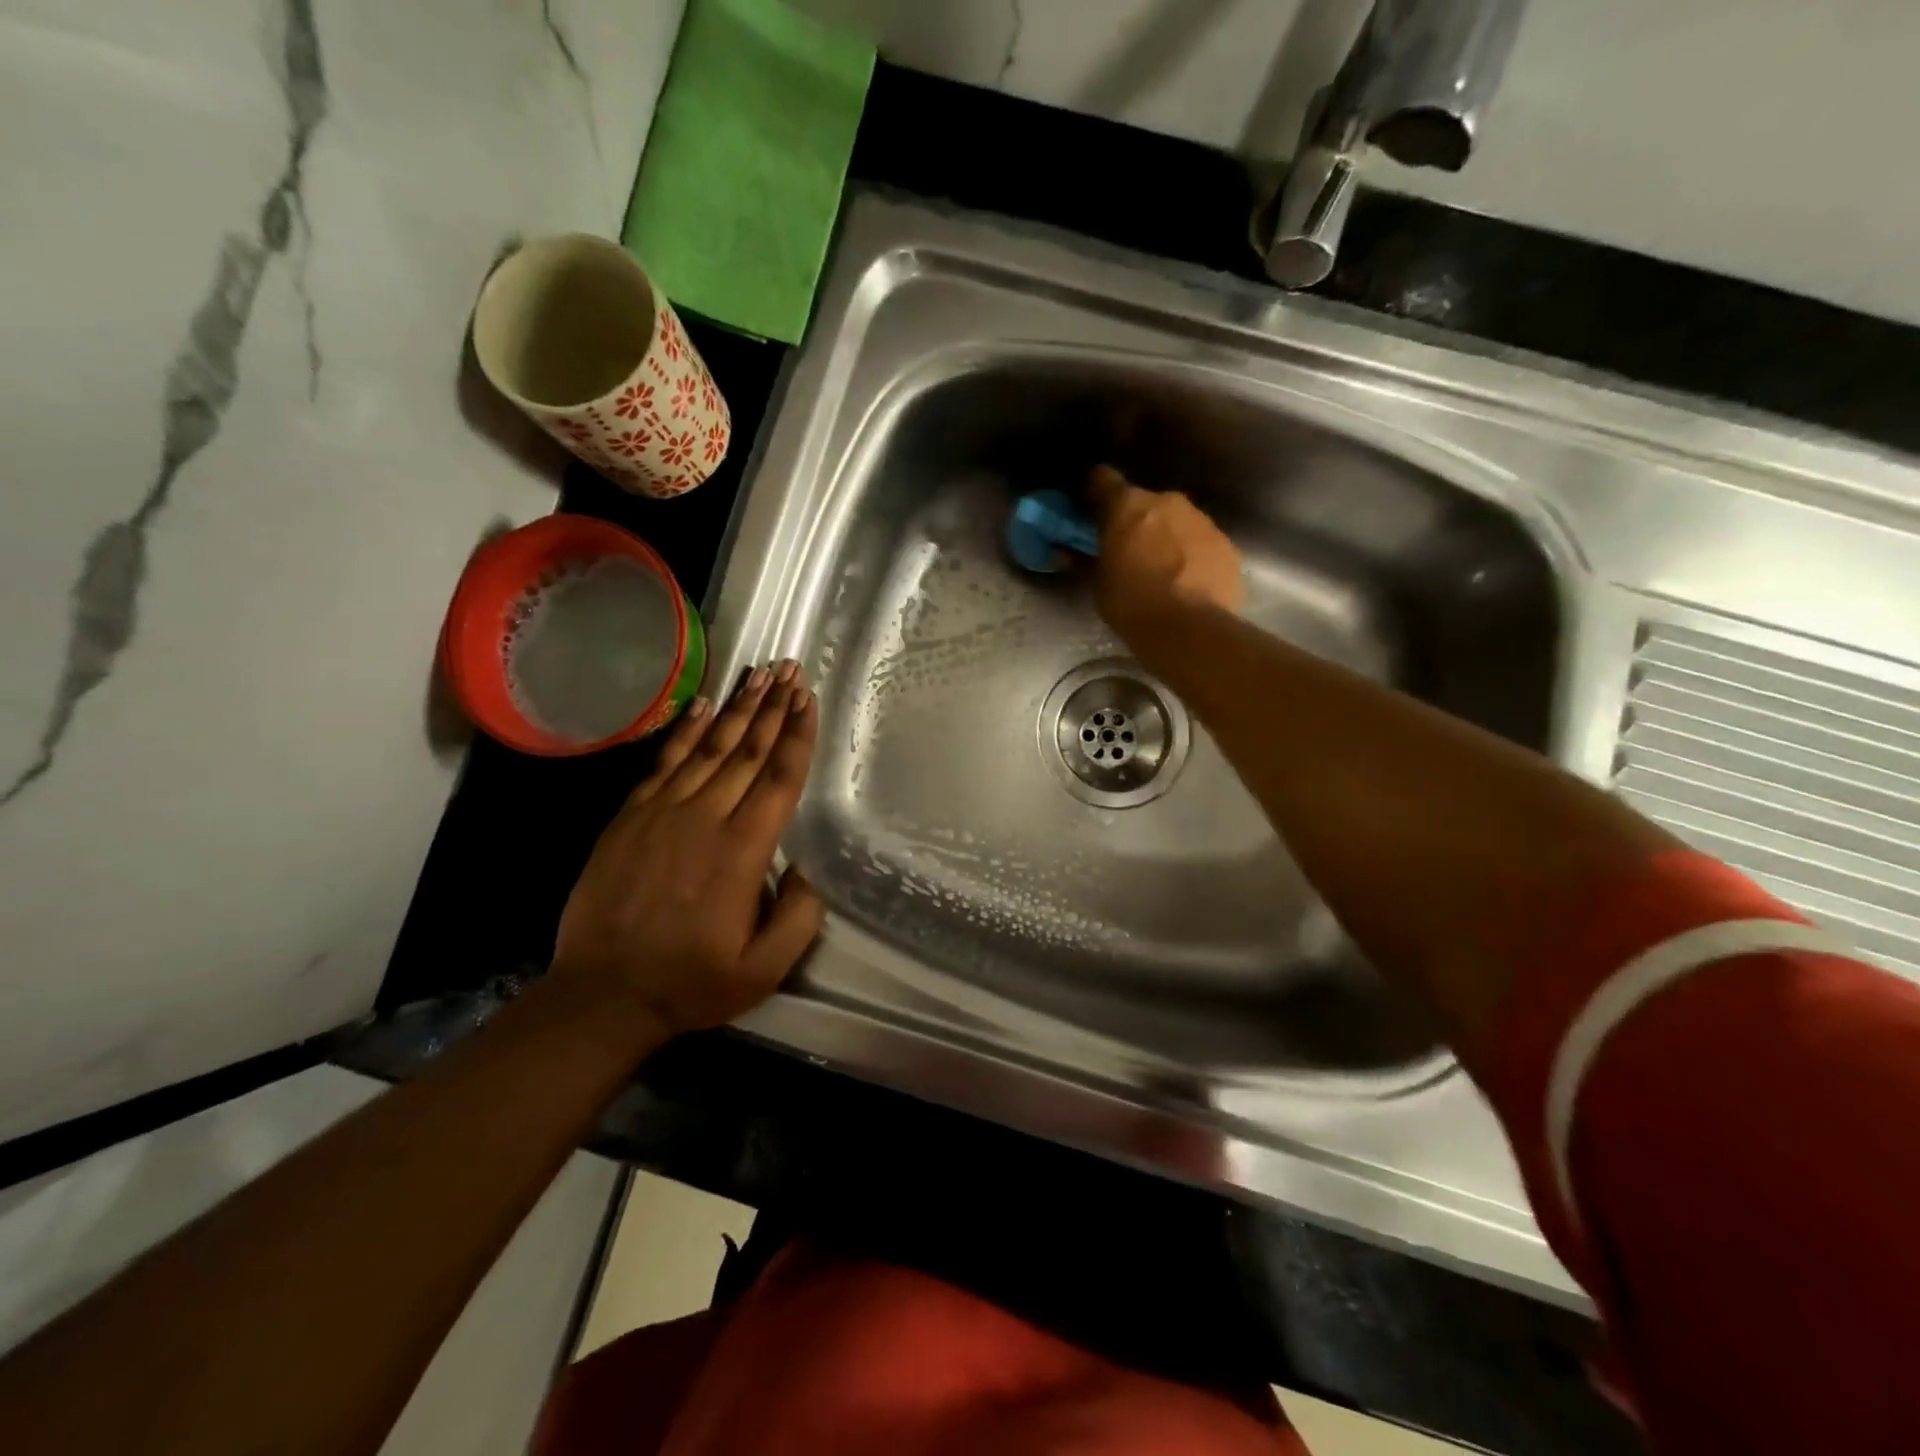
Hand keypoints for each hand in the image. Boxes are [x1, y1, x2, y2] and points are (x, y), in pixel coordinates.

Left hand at [551, 662, 824, 1038]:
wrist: (603, 994)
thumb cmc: (691, 982)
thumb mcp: (763, 969)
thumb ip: (799, 918)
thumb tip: (805, 871)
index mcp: (743, 851)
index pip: (779, 778)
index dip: (797, 734)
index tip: (807, 698)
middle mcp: (705, 818)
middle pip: (748, 751)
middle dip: (773, 706)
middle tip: (790, 669)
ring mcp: (662, 813)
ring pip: (709, 748)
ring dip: (737, 708)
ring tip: (758, 674)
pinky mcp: (630, 818)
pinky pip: (663, 762)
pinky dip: (685, 731)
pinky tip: (702, 705)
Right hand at [1087, 464, 1243, 636]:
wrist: (1189, 630)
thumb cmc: (1132, 604)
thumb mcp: (1098, 585)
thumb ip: (1085, 561)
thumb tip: (1067, 553)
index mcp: (1128, 505)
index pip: (1102, 479)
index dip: (1093, 494)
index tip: (1088, 513)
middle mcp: (1167, 501)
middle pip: (1144, 502)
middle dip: (1135, 521)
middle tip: (1126, 551)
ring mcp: (1201, 520)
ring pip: (1176, 520)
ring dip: (1165, 537)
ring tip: (1160, 571)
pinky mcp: (1226, 544)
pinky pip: (1200, 542)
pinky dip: (1191, 555)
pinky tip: (1186, 582)